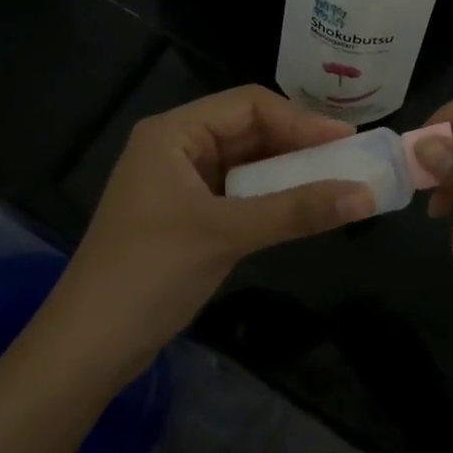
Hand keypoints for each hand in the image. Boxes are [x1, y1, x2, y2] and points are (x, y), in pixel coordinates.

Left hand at [41, 86, 377, 384]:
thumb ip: (297, 211)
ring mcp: (178, 182)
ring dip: (287, 172)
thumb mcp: (227, 235)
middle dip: (297, 144)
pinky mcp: (184, 215)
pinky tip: (300, 208)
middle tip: (349, 161)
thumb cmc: (150, 274)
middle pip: (247, 130)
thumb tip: (366, 194)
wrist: (86, 348)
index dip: (301, 119)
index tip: (349, 140)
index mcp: (174, 132)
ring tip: (335, 182)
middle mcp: (175, 147)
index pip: (248, 104)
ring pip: (244, 163)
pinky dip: (269, 198)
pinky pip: (236, 193)